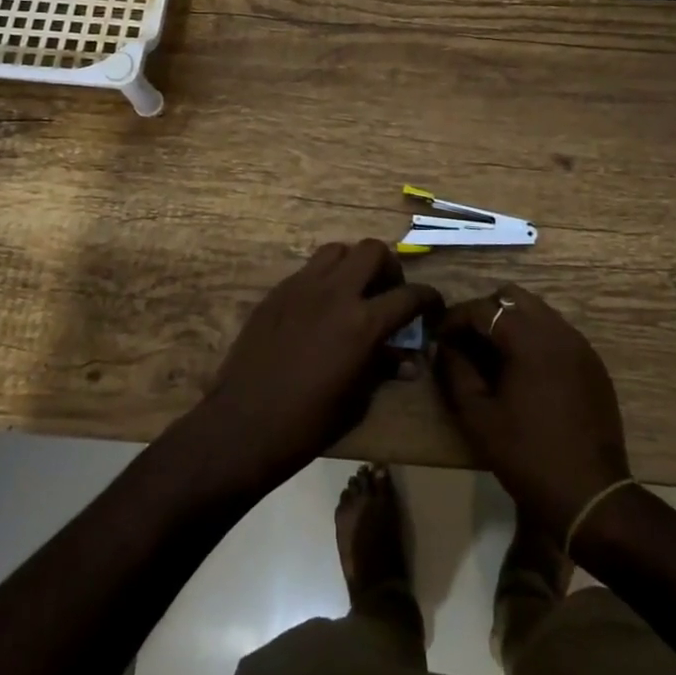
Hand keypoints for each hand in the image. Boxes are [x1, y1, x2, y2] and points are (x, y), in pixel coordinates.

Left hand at [179, 241, 441, 498]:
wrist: (243, 424)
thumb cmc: (308, 423)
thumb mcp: (358, 400)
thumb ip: (384, 368)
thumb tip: (408, 360)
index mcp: (363, 323)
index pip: (409, 295)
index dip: (428, 298)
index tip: (432, 306)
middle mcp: (335, 293)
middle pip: (373, 250)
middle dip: (388, 267)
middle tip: (387, 291)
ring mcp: (302, 287)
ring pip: (337, 250)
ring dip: (352, 264)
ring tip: (353, 292)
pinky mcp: (277, 292)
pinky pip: (308, 270)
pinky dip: (323, 279)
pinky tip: (319, 308)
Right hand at [432, 285, 631, 530]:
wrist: (590, 496)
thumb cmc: (526, 455)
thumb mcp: (478, 416)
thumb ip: (455, 371)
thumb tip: (444, 346)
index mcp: (529, 339)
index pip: (483, 308)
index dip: (455, 319)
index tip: (438, 338)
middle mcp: (558, 331)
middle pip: (513, 297)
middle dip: (484, 312)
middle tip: (466, 342)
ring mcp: (580, 346)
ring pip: (538, 312)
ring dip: (511, 323)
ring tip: (492, 356)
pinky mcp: (593, 364)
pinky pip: (557, 333)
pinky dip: (534, 339)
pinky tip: (523, 372)